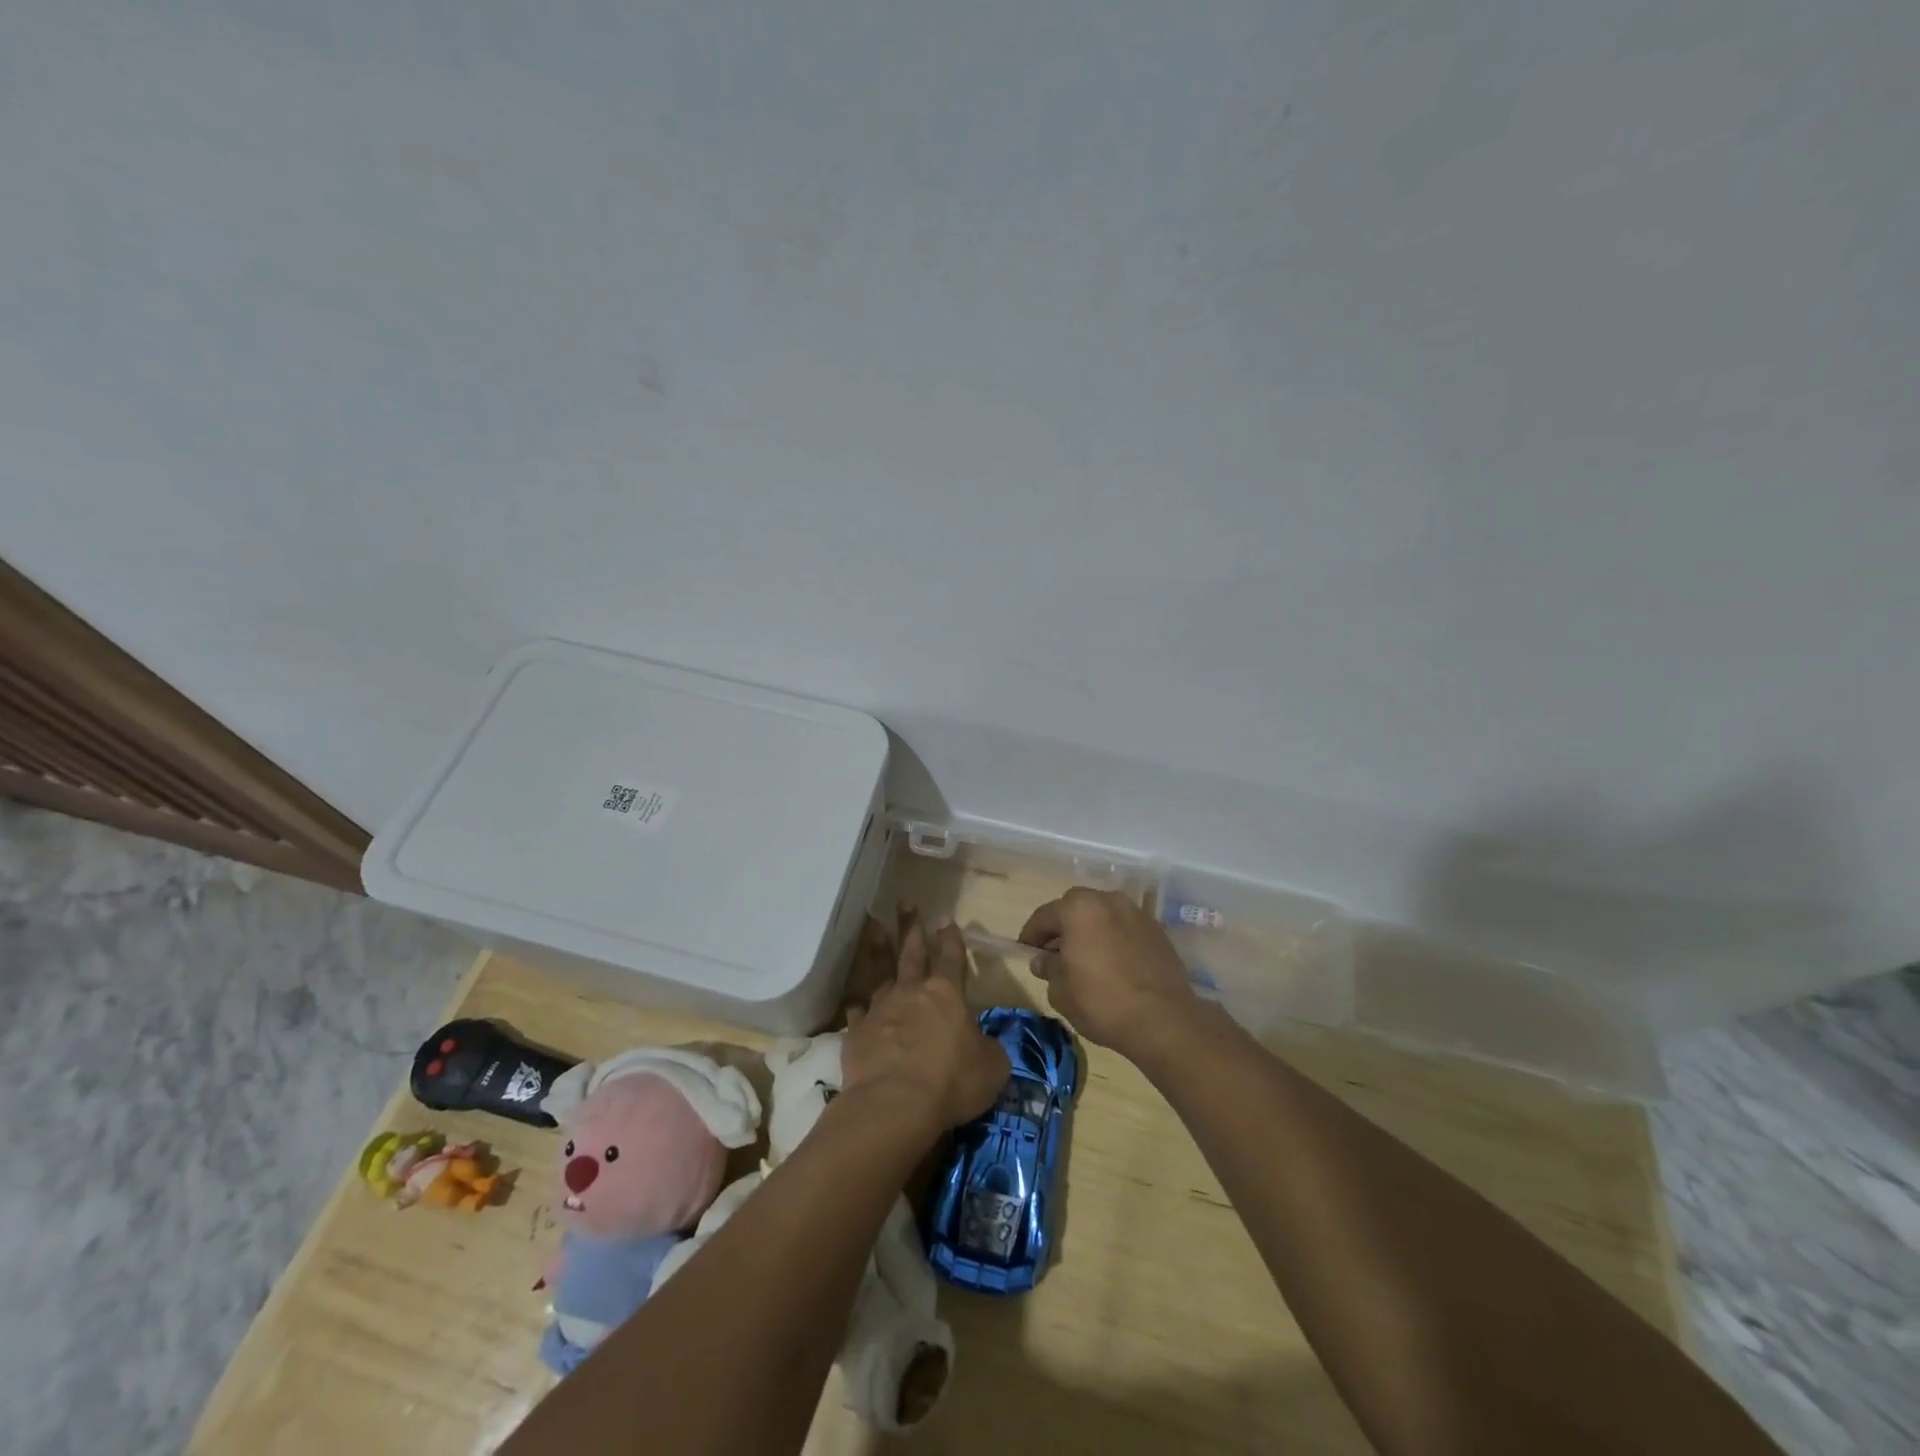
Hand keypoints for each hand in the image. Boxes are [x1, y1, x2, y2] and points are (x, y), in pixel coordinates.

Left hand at [842, 909, 1009, 1137]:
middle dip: (911, 927)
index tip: (945, 917)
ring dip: (879, 949)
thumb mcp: (991, 1067)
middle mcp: (912, 992)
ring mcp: (881, 1009)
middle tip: (905, 903)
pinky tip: (855, 998)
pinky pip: (858, 1011)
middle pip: (912, 952)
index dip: (950, 938)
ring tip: (876, 927)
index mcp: (947, 994)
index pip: (951, 957)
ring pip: (880, 971)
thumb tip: (983, 1044)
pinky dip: (858, 1002)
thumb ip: (988, 1049)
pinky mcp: (857, 1032)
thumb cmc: (951, 1081)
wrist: (894, 1104)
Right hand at [1019, 888, 1205, 1062]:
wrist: (1163, 1020)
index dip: (1031, 935)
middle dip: (1062, 929)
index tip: (1025, 951)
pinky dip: (1113, 940)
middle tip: (1054, 955)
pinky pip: (1124, 929)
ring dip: (1090, 933)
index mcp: (1079, 908)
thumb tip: (1043, 960)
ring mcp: (1136, 913)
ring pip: (1102, 917)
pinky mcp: (1157, 931)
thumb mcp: (1061, 990)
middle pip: (1076, 909)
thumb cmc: (1101, 1001)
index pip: (1044, 916)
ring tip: (1085, 960)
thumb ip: (1048, 968)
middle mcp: (1108, 900)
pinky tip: (1112, 965)